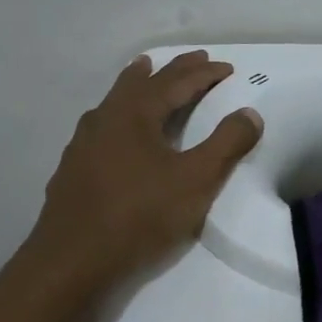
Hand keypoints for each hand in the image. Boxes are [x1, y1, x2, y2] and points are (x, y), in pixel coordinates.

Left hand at [24, 51, 262, 292]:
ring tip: (145, 72)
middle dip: (171, 70)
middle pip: (141, 83)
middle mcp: (105, 119)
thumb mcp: (196, 180)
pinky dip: (119, 115)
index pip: (176, 83)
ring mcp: (82, 144)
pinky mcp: (72, 170)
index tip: (227, 68)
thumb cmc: (140, 215)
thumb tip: (250, 113)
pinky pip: (100, 127)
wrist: (72, 261)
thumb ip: (227, 144)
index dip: (204, 74)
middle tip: (193, 59)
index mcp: (134, 114)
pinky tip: (115, 132)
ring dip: (136, 85)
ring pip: (114, 102)